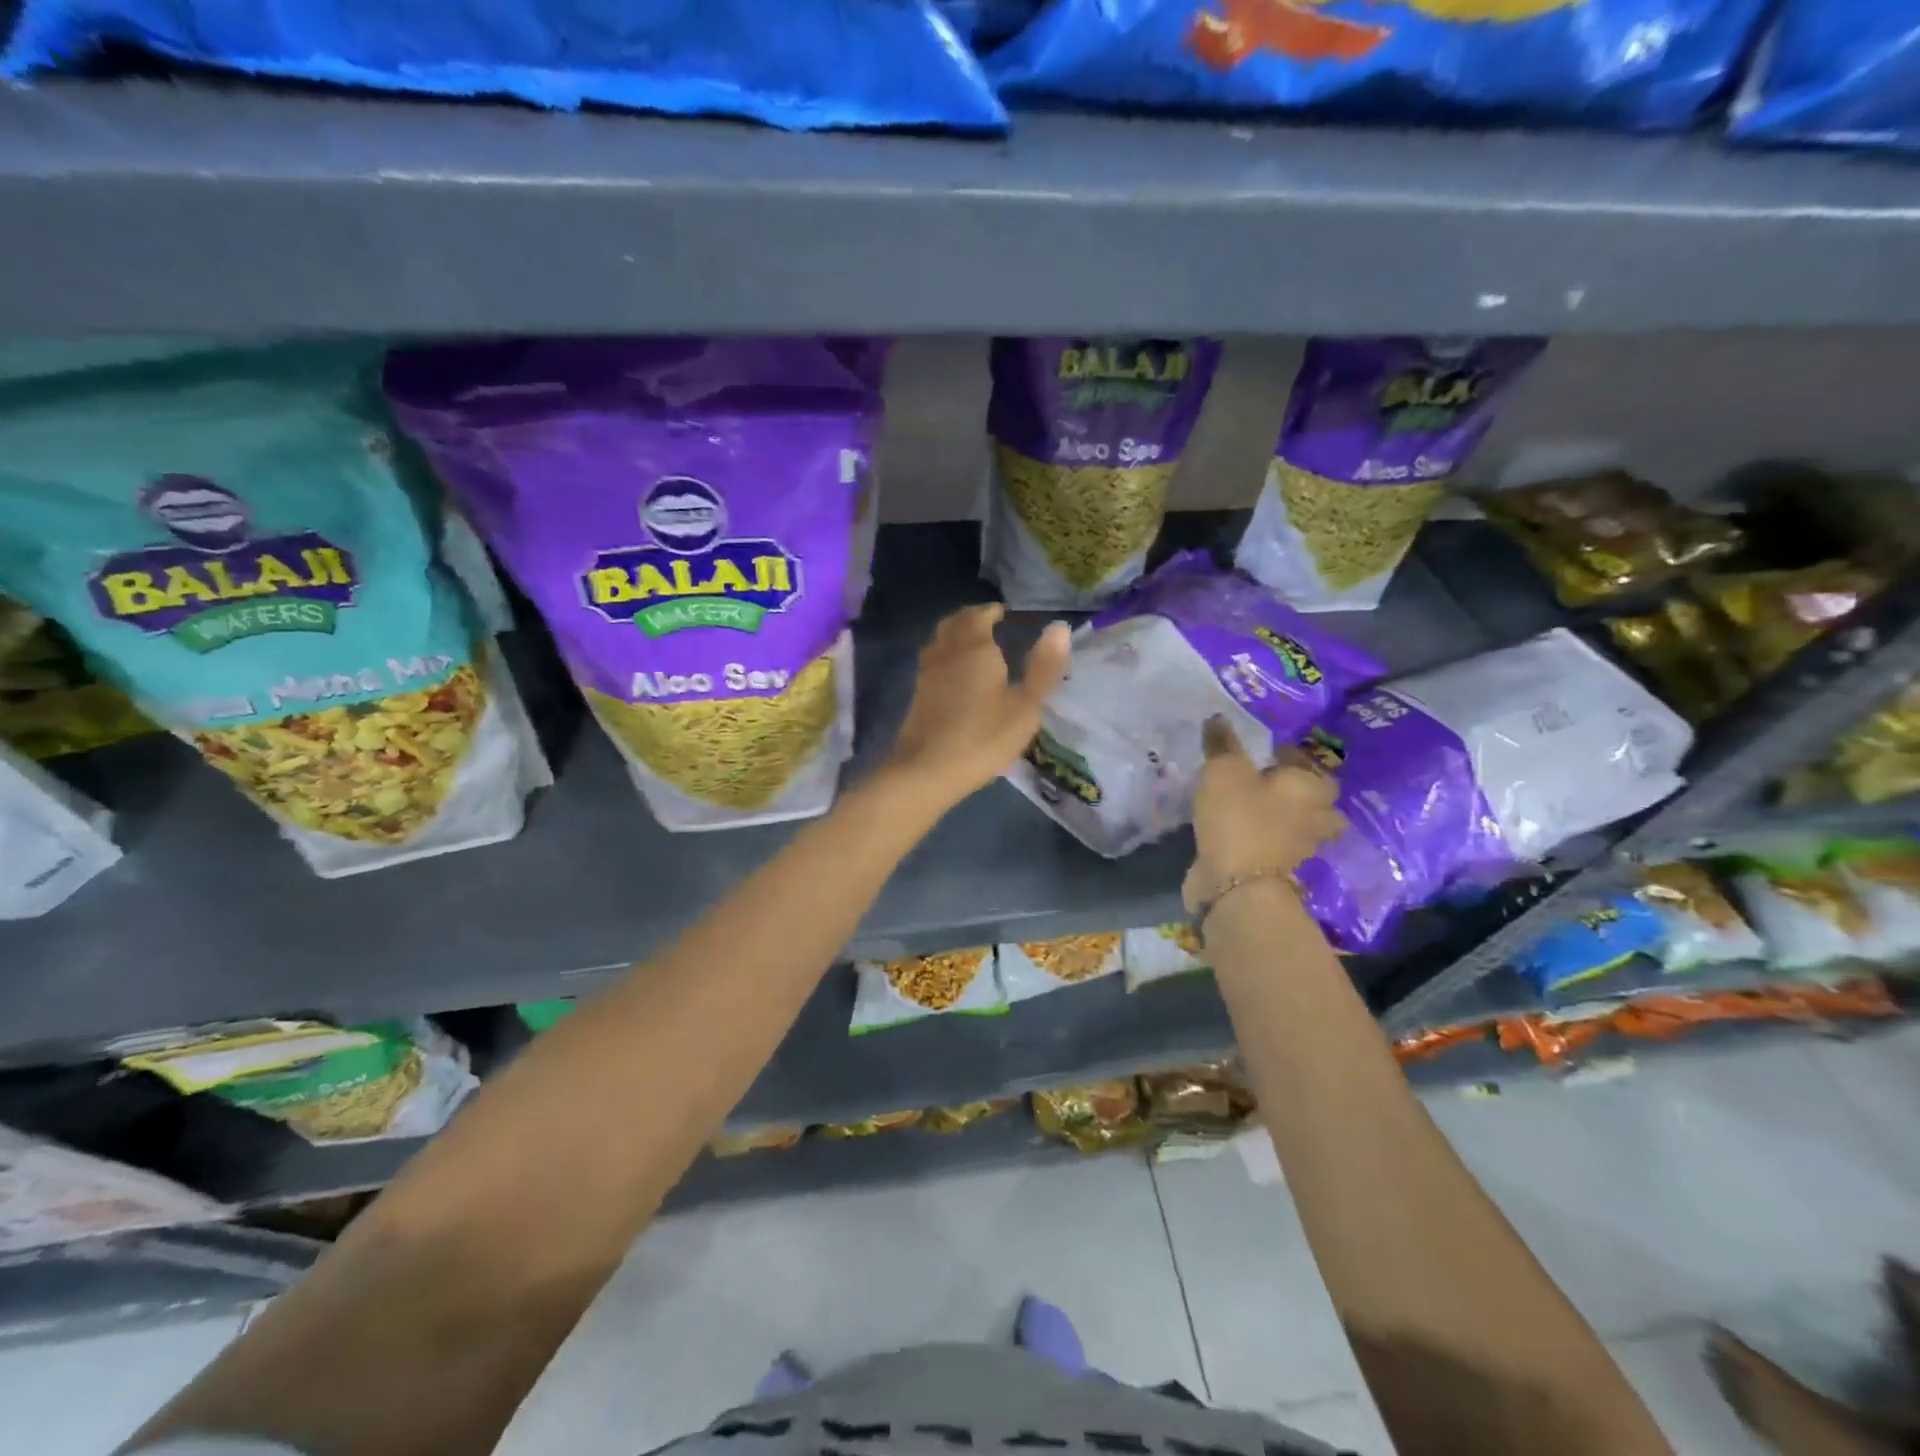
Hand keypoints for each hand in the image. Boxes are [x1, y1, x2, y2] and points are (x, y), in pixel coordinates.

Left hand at [885, 604, 1070, 811]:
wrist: (927, 770)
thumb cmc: (983, 737)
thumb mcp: (1025, 706)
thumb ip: (1044, 666)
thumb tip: (1060, 628)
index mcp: (975, 648)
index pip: (979, 616)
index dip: (991, 611)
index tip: (1003, 613)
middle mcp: (946, 652)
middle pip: (954, 623)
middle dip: (971, 618)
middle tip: (988, 622)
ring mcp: (927, 673)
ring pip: (939, 640)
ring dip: (955, 634)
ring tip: (973, 644)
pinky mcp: (917, 695)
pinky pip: (932, 661)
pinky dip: (945, 655)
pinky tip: (955, 674)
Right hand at [1182, 716, 1345, 914]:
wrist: (1236, 884)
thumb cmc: (1239, 816)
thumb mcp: (1224, 770)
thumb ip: (1222, 744)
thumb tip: (1218, 718)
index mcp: (1311, 788)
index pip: (1315, 766)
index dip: (1295, 757)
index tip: (1270, 751)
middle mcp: (1314, 818)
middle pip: (1318, 802)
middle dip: (1302, 793)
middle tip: (1272, 782)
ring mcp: (1299, 849)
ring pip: (1299, 827)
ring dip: (1285, 818)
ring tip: (1256, 807)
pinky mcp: (1276, 871)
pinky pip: (1275, 848)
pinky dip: (1264, 840)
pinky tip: (1243, 830)